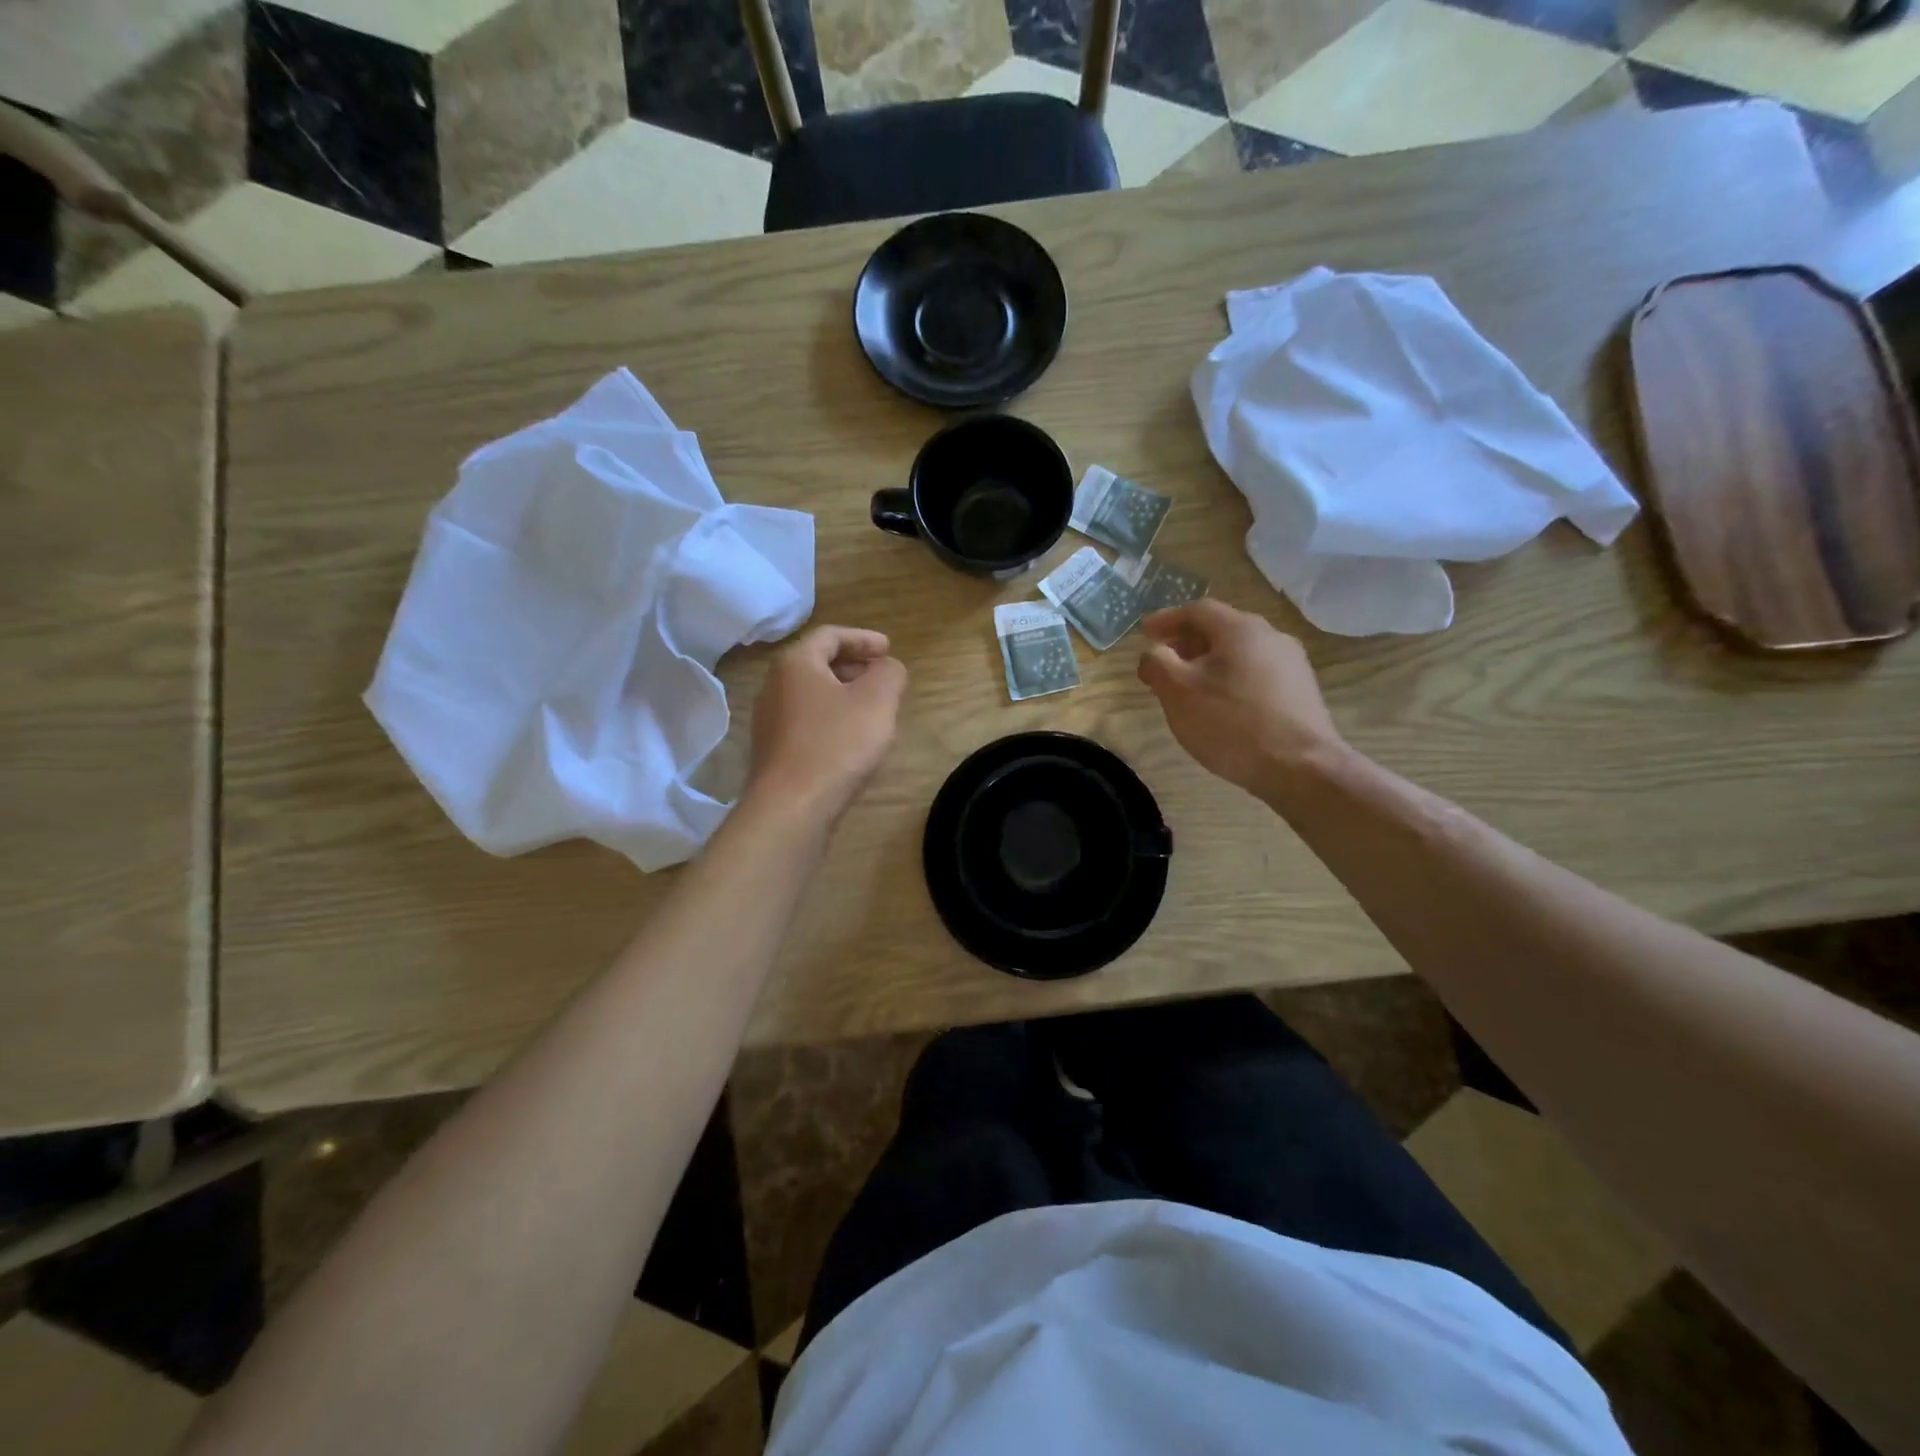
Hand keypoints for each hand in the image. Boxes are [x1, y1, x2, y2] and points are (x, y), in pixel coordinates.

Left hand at [747, 626, 906, 822]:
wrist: (791, 808)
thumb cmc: (836, 745)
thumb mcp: (877, 701)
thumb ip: (889, 673)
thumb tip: (887, 667)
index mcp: (795, 664)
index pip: (830, 636)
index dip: (863, 638)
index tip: (889, 649)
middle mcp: (774, 686)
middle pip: (817, 664)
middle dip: (853, 666)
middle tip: (882, 677)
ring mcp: (769, 721)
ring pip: (812, 695)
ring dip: (843, 695)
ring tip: (872, 710)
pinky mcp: (773, 752)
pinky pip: (806, 723)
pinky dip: (831, 720)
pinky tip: (851, 742)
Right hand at [1137, 600, 1345, 802]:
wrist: (1301, 768)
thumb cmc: (1232, 724)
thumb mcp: (1178, 692)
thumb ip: (1157, 663)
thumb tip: (1153, 652)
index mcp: (1241, 629)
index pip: (1198, 610)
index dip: (1167, 619)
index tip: (1144, 633)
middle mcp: (1271, 637)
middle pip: (1221, 630)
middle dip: (1186, 644)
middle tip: (1162, 663)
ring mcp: (1292, 665)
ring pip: (1239, 654)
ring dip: (1208, 664)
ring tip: (1188, 689)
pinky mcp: (1301, 693)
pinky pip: (1256, 675)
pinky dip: (1230, 681)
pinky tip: (1220, 707)